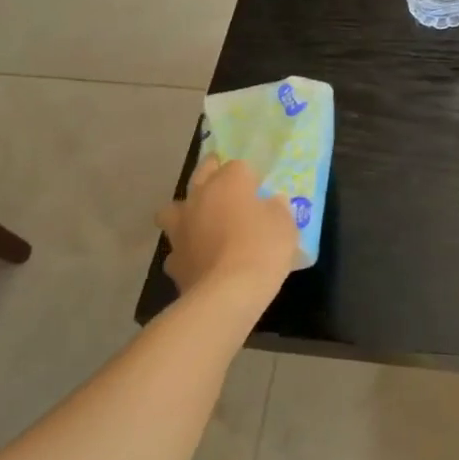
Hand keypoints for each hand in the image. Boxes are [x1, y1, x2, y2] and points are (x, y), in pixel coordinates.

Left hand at [155, 157, 297, 298]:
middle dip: (212, 174)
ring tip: (200, 223)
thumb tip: (272, 203)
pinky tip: (199, 260)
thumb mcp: (285, 225)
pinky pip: (177, 248)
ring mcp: (180, 229)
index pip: (237, 165)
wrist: (227, 294)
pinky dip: (187, 251)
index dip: (249, 176)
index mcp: (228, 182)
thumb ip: (277, 209)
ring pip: (173, 210)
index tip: (259, 190)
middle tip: (226, 187)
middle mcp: (199, 198)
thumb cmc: (262, 249)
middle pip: (201, 174)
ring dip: (185, 212)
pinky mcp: (173, 260)